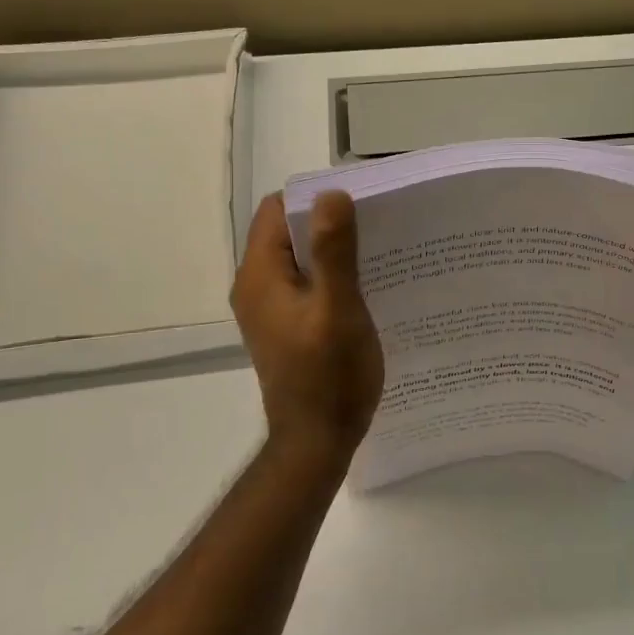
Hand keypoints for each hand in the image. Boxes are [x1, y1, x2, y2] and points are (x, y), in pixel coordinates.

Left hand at [231, 191, 383, 459]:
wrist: (317, 441)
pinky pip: (305, 284)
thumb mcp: (338, 310)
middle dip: (329, 223)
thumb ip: (334, 253)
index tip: (359, 205)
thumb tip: (331, 193)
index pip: (277, 210)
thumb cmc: (329, 376)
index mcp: (260, 275)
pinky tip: (365, 287)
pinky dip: (330, 277)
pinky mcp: (285, 326)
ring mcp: (269, 308)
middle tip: (376, 227)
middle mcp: (256, 286)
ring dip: (333, 252)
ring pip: (299, 258)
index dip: (315, 200)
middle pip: (288, 232)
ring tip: (377, 254)